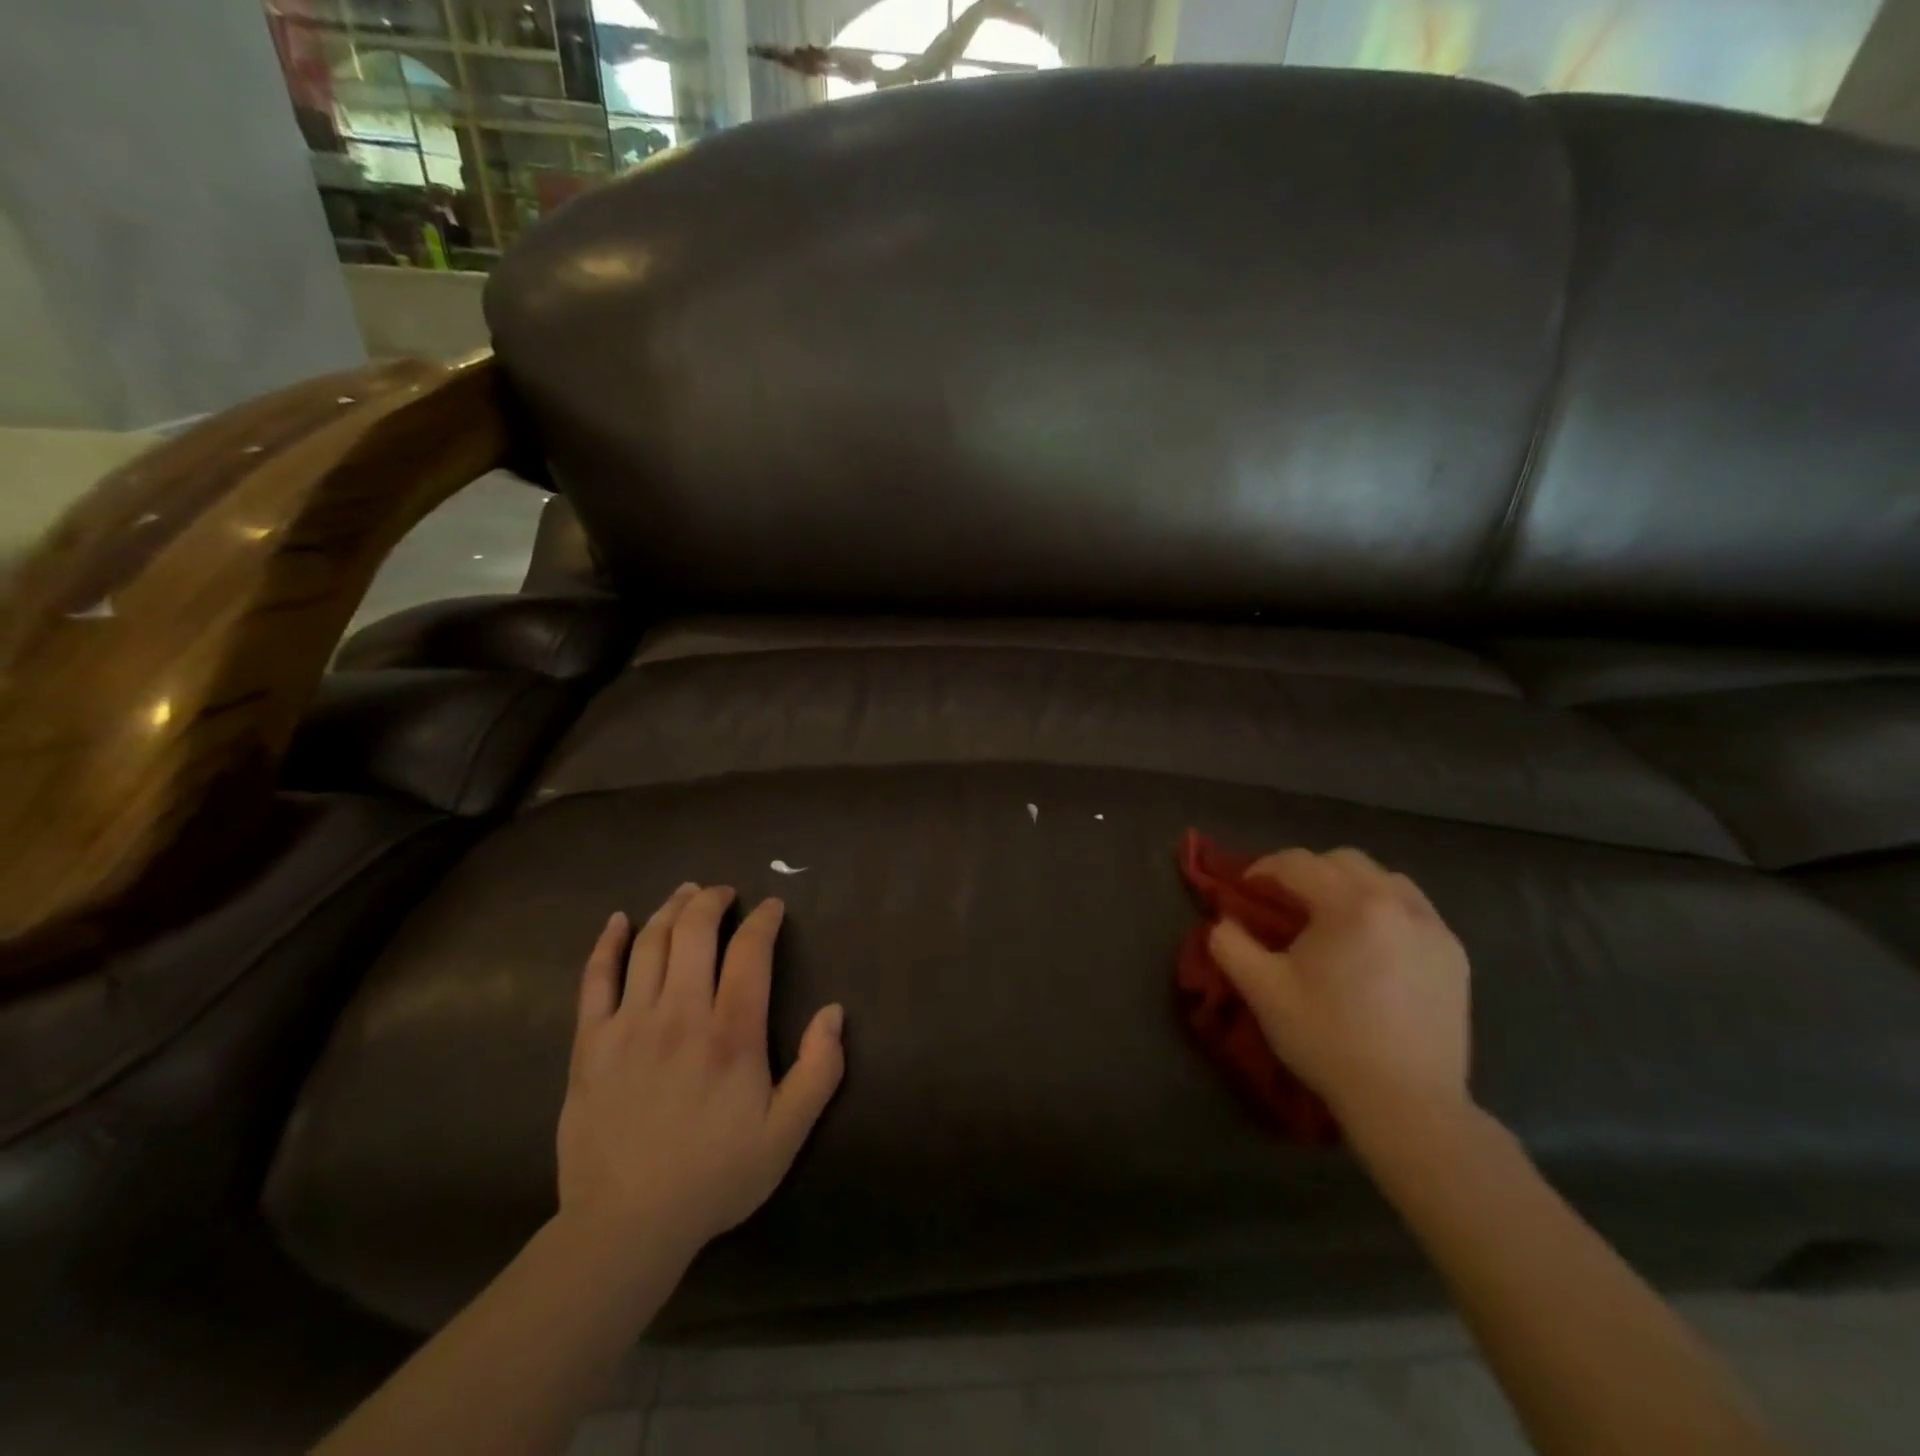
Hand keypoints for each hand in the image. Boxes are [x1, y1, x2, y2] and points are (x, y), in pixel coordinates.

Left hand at [556, 884, 845, 1262]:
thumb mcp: (787, 1134)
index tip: (771, 908)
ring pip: (649, 945)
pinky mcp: (591, 1043)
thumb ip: (820, 1070)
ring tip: (685, 894)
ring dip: (670, 910)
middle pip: (694, 933)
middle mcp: (681, 1014)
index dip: (763, 921)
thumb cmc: (714, 1177)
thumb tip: (833, 1012)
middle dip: (712, 901)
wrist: (626, 1226)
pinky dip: (607, 943)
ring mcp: (630, 1025)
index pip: (750, 953)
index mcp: (732, 1034)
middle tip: (724, 892)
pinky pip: (595, 979)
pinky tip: (617, 921)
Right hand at [1209, 848, 1470, 1138]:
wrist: (1408, 1104)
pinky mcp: (1454, 955)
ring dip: (1350, 886)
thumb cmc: (1329, 1041)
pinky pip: (1414, 909)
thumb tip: (1224, 921)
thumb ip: (1231, 945)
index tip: (1245, 892)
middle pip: (1343, 861)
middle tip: (1285, 904)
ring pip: (1385, 879)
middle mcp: (1397, 903)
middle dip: (1307, 872)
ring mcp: (1434, 928)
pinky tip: (1372, 943)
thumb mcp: (1262, 992)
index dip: (1263, 870)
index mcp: (1350, 906)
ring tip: (1331, 919)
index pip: (1298, 863)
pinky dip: (1385, 909)